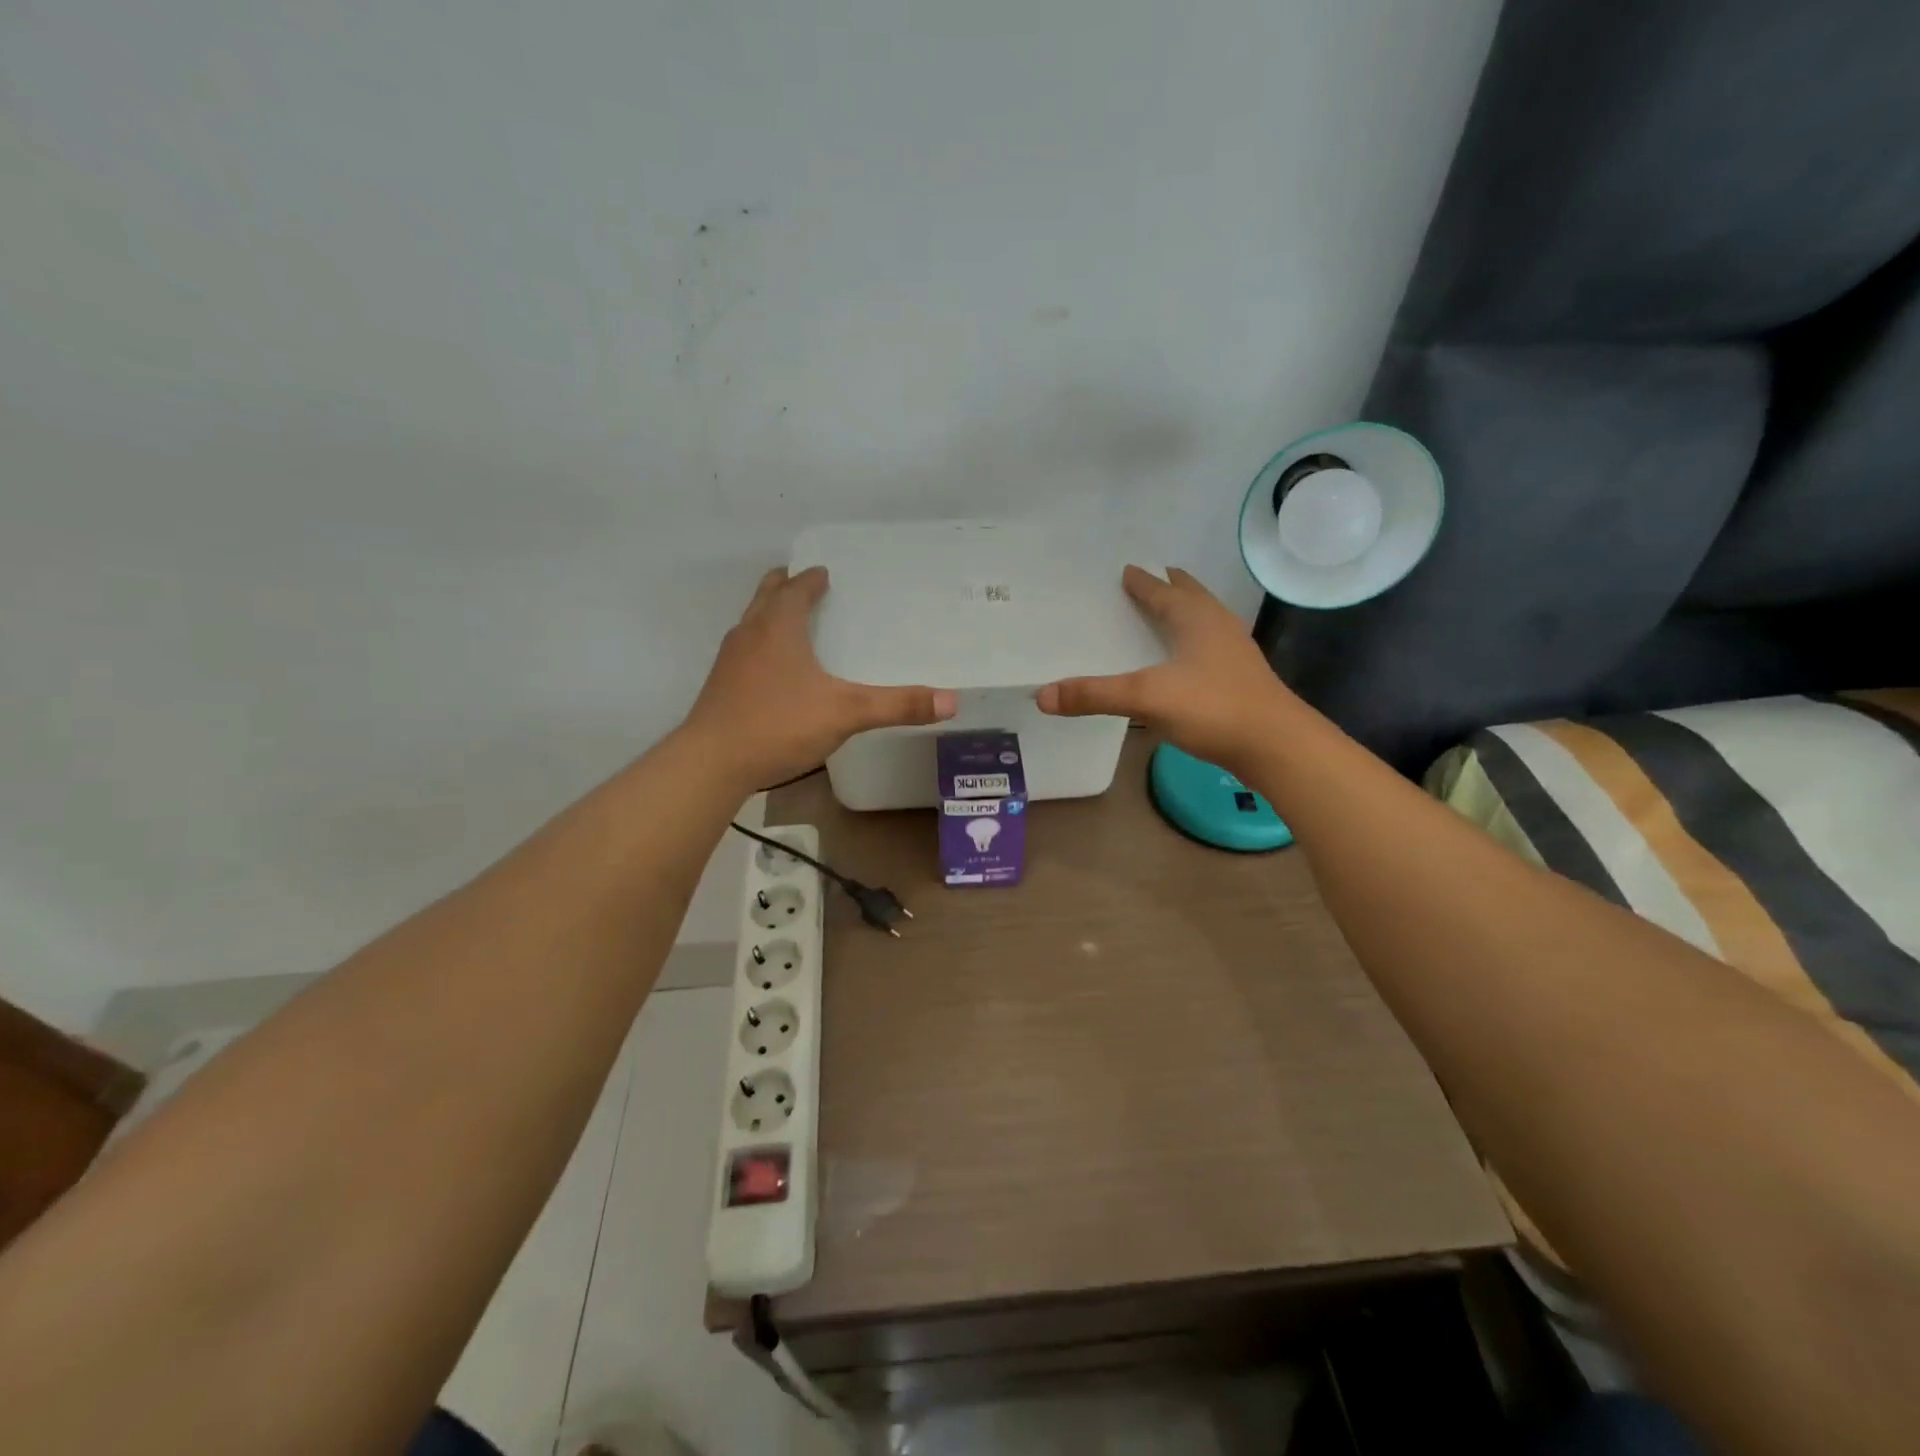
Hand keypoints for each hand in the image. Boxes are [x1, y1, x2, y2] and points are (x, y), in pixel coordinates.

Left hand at [682, 566, 956, 790]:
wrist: (711, 762)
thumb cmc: (779, 724)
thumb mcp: (846, 713)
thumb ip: (897, 705)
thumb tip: (951, 700)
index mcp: (778, 627)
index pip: (795, 589)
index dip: (811, 579)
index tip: (824, 573)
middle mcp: (750, 634)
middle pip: (766, 596)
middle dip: (784, 586)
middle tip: (803, 583)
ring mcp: (729, 661)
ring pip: (751, 623)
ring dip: (769, 615)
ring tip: (790, 622)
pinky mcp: (720, 687)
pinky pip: (743, 652)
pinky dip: (760, 646)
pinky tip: (773, 672)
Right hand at [1036, 565, 1295, 769]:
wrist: (1275, 745)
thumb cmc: (1212, 708)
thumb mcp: (1146, 698)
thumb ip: (1094, 695)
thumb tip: (1042, 695)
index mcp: (1196, 619)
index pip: (1163, 592)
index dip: (1143, 582)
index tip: (1128, 570)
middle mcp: (1217, 627)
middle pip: (1191, 597)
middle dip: (1171, 587)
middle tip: (1153, 578)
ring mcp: (1234, 653)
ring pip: (1205, 621)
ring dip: (1186, 611)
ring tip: (1168, 612)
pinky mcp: (1241, 679)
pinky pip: (1210, 647)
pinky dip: (1193, 641)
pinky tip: (1187, 661)